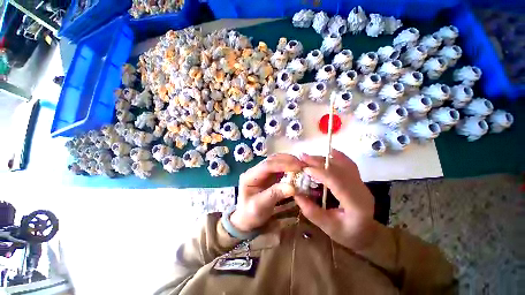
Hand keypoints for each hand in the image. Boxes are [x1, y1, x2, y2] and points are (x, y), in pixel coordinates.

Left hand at [231, 154, 304, 232]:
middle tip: (303, 165)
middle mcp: (256, 170)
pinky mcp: (269, 175)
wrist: (247, 218)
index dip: (283, 164)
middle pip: (272, 160)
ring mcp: (263, 172)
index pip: (267, 165)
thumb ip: (274, 194)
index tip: (298, 167)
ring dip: (290, 161)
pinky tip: (297, 170)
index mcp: (249, 176)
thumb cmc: (251, 214)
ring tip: (302, 166)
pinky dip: (289, 167)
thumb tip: (292, 187)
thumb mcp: (260, 206)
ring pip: (277, 161)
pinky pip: (280, 167)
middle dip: (288, 160)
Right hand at [294, 150, 378, 251]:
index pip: (337, 182)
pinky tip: (328, 152)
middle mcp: (361, 190)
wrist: (367, 234)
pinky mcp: (358, 180)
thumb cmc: (348, 234)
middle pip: (339, 169)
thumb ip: (311, 211)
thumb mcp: (327, 227)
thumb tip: (295, 193)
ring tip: (309, 156)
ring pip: (343, 164)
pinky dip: (337, 156)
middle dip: (319, 161)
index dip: (320, 172)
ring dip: (325, 158)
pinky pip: (348, 164)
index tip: (304, 168)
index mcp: (355, 204)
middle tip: (302, 157)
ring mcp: (361, 183)